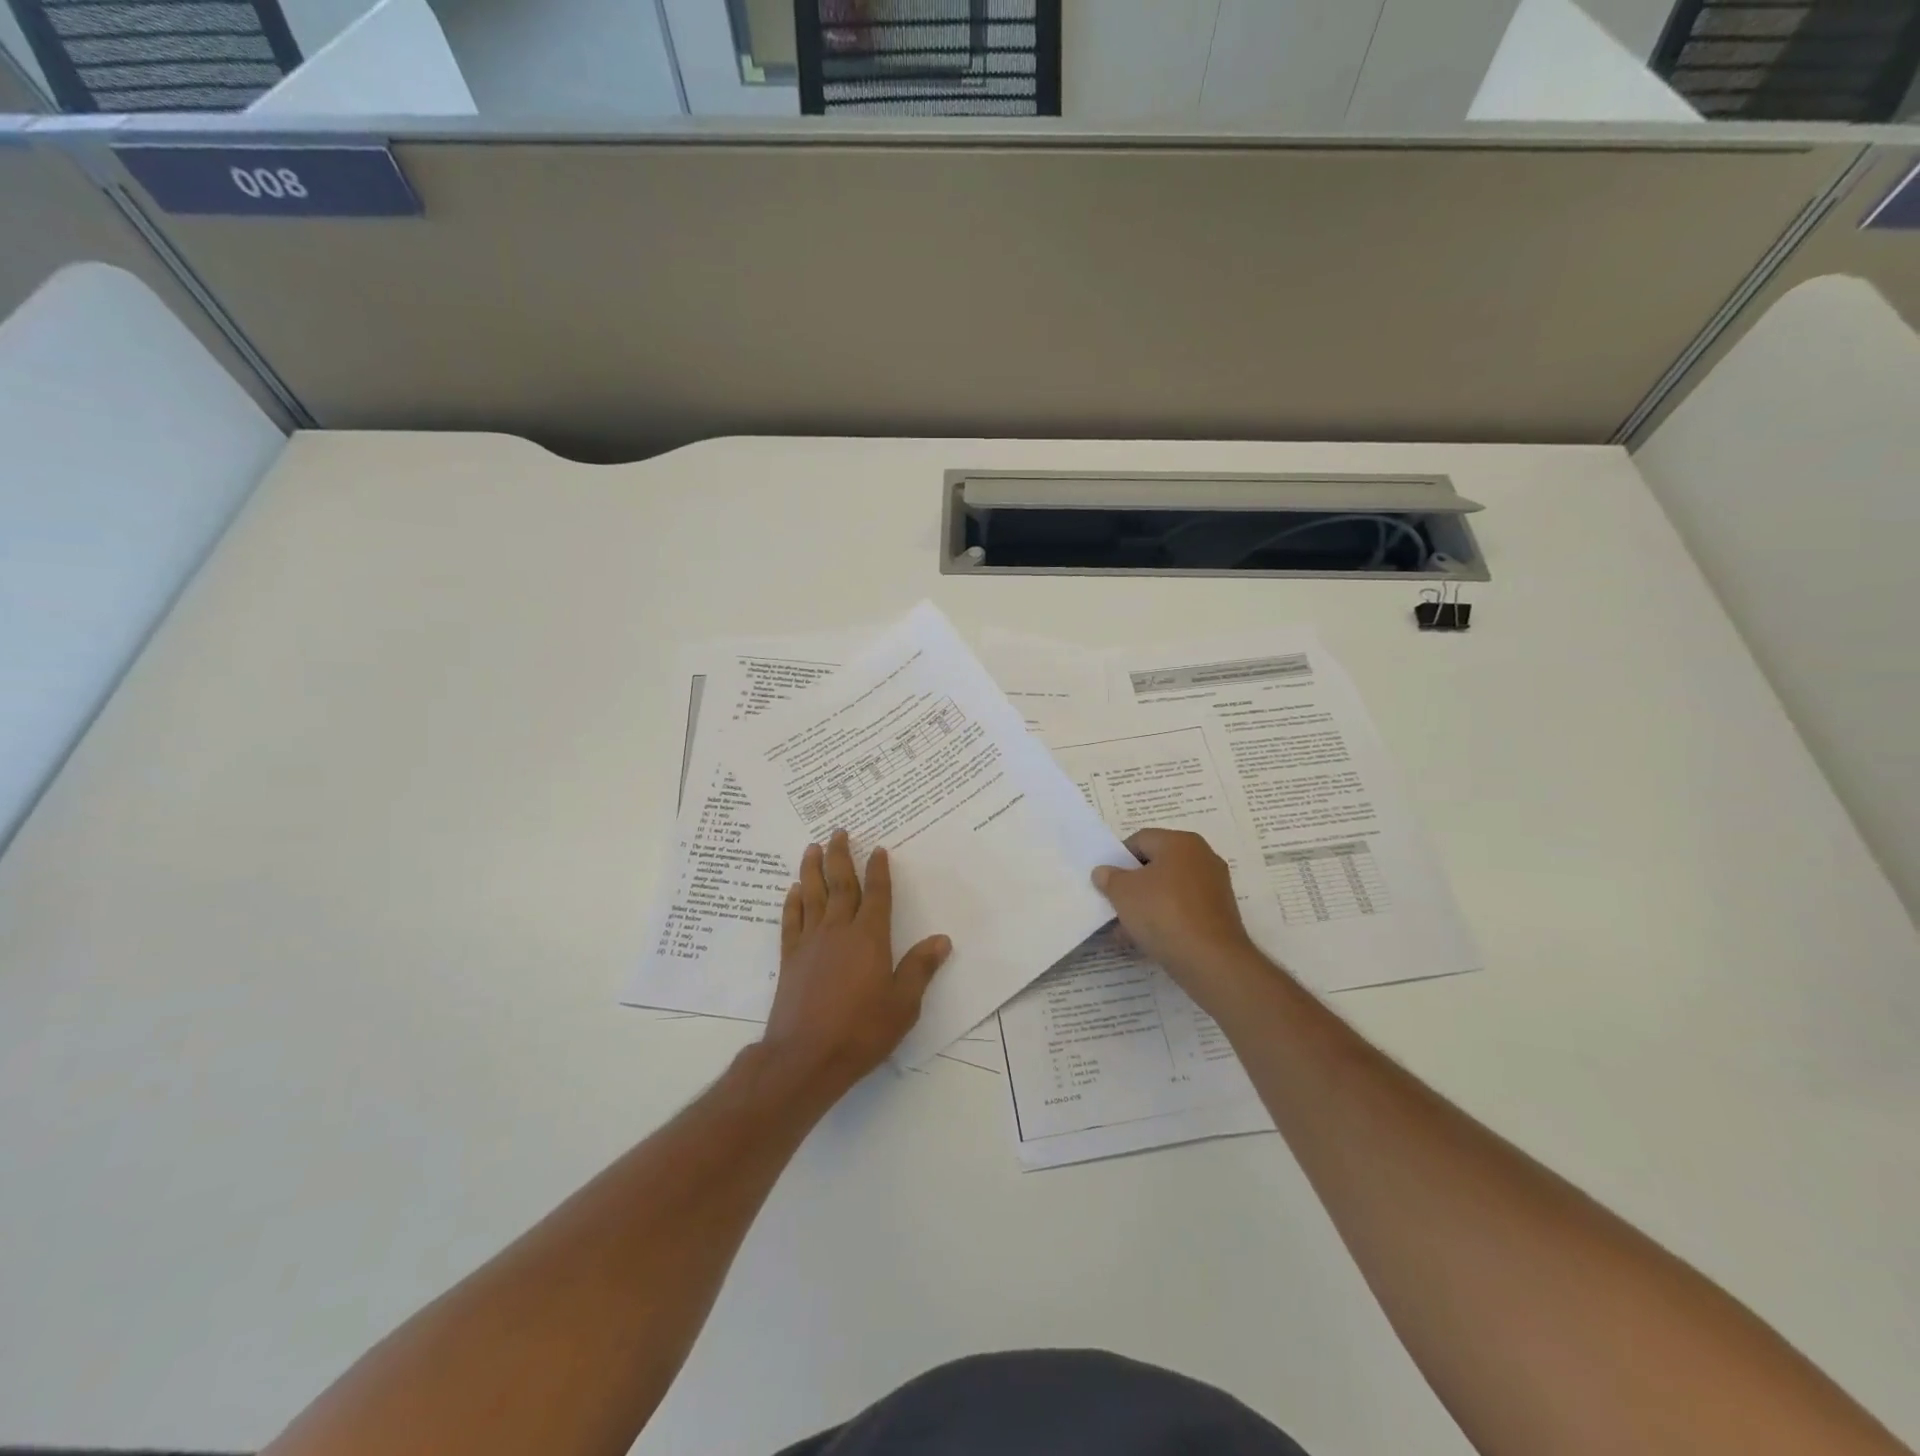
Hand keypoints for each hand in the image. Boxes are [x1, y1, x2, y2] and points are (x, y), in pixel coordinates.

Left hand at [761, 830, 951, 1096]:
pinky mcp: (790, 959)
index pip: (876, 894)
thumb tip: (942, 939)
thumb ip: (920, 969)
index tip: (877, 849)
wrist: (805, 1057)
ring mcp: (810, 943)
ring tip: (812, 847)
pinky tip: (793, 890)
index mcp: (869, 938)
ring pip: (812, 895)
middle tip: (838, 832)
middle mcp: (839, 931)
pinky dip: (792, 902)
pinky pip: (791, 920)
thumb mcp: (903, 1004)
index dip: (878, 870)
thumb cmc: (861, 1031)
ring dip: (812, 869)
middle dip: (841, 856)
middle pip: (840, 885)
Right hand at [1092, 828, 1266, 1010]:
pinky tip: (1145, 941)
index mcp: (1181, 842)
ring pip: (1168, 891)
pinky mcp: (1218, 916)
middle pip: (1156, 866)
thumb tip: (1104, 872)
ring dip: (1145, 907)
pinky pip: (1182, 910)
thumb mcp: (1123, 892)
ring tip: (1124, 931)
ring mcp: (1214, 888)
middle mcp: (1202, 858)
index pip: (1140, 840)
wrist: (1211, 960)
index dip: (1118, 859)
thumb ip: (1109, 878)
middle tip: (1113, 905)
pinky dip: (1164, 920)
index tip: (1106, 883)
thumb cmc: (1163, 913)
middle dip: (1131, 886)